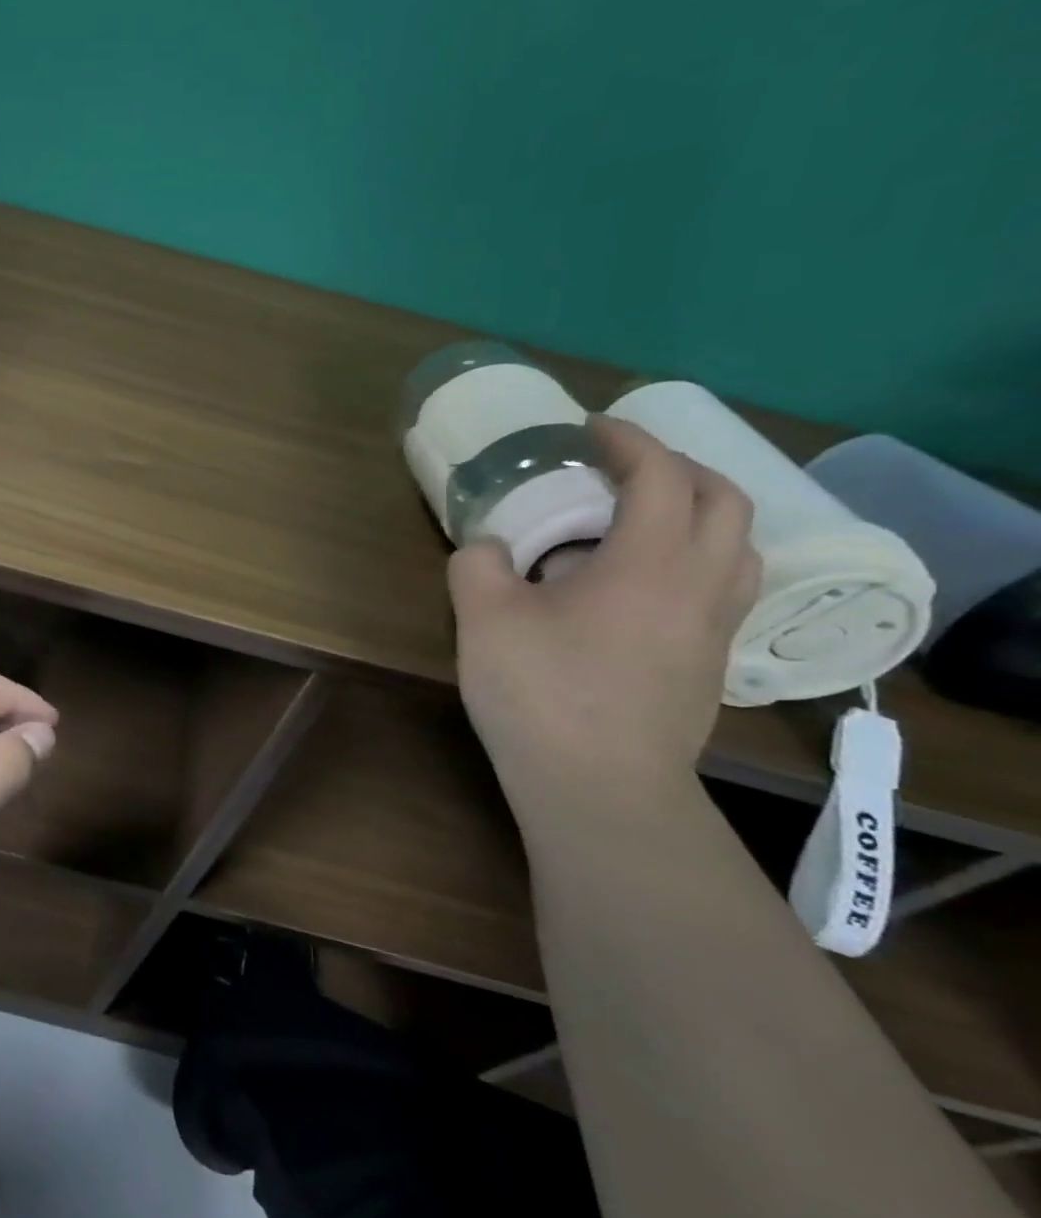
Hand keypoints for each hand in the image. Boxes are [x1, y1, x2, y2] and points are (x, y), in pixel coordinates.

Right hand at [448, 417, 760, 816]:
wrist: (599, 789)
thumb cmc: (541, 693)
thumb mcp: (484, 618)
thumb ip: (478, 564)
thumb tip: (489, 548)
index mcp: (650, 562)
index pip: (660, 476)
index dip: (629, 440)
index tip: (591, 428)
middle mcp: (700, 586)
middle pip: (723, 502)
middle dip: (677, 469)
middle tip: (623, 468)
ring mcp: (714, 630)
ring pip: (739, 548)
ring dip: (698, 515)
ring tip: (641, 522)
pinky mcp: (709, 666)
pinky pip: (722, 589)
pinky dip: (693, 561)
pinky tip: (638, 587)